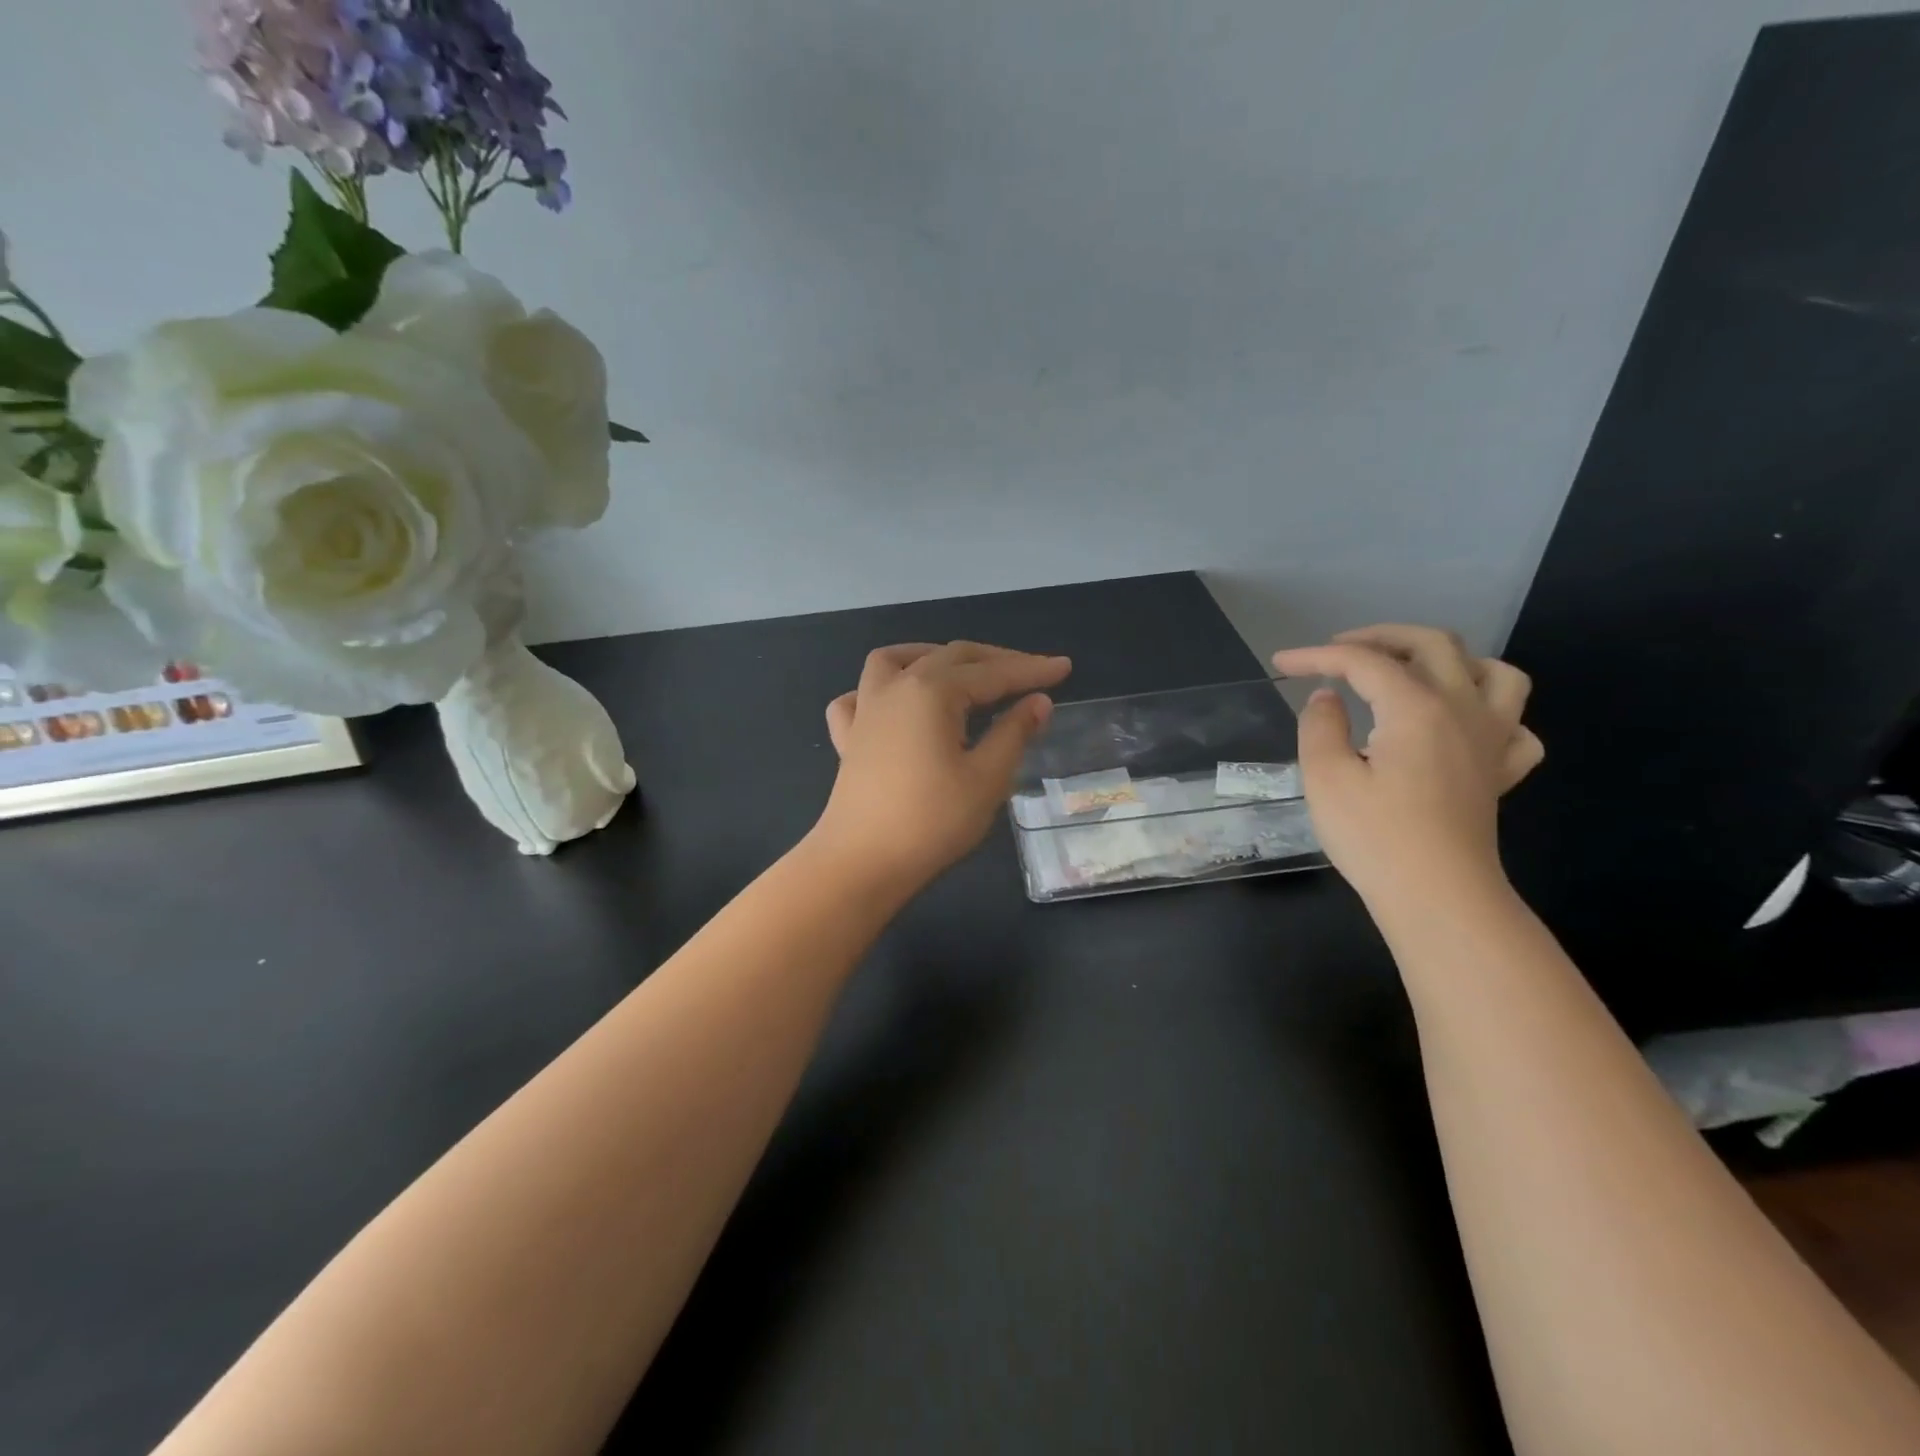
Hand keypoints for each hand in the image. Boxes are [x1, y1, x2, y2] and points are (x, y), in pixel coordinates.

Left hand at [809, 641, 1072, 897]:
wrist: (861, 863)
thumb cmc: (932, 822)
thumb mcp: (987, 778)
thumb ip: (1014, 733)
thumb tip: (1038, 701)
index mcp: (932, 692)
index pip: (992, 674)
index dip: (1031, 669)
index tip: (1064, 666)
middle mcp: (896, 688)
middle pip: (950, 657)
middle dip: (993, 661)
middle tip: (1030, 673)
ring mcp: (865, 711)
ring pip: (895, 660)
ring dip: (932, 657)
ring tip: (959, 672)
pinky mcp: (849, 738)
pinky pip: (858, 697)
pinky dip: (880, 690)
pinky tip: (895, 705)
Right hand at [1271, 625, 1542, 906]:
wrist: (1438, 896)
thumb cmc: (1376, 836)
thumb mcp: (1326, 778)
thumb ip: (1321, 726)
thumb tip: (1327, 699)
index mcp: (1416, 707)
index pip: (1362, 662)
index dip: (1317, 656)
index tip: (1281, 665)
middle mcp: (1463, 709)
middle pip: (1433, 644)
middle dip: (1381, 637)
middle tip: (1341, 650)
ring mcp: (1491, 740)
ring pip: (1495, 672)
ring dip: (1452, 660)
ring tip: (1415, 673)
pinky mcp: (1500, 773)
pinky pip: (1515, 726)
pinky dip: (1491, 713)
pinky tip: (1461, 726)